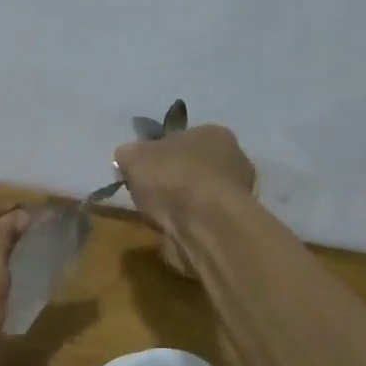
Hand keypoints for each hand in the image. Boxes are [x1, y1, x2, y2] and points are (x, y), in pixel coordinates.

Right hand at [114, 124, 255, 277]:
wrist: (202, 224)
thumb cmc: (171, 176)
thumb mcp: (132, 156)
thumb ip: (129, 155)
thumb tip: (128, 159)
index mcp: (214, 134)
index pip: (184, 139)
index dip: (161, 153)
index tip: (144, 169)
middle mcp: (234, 160)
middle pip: (194, 168)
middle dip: (173, 180)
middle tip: (149, 193)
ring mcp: (238, 196)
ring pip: (199, 196)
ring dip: (180, 206)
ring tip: (158, 216)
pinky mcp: (232, 226)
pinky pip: (202, 221)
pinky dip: (187, 226)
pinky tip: (172, 231)